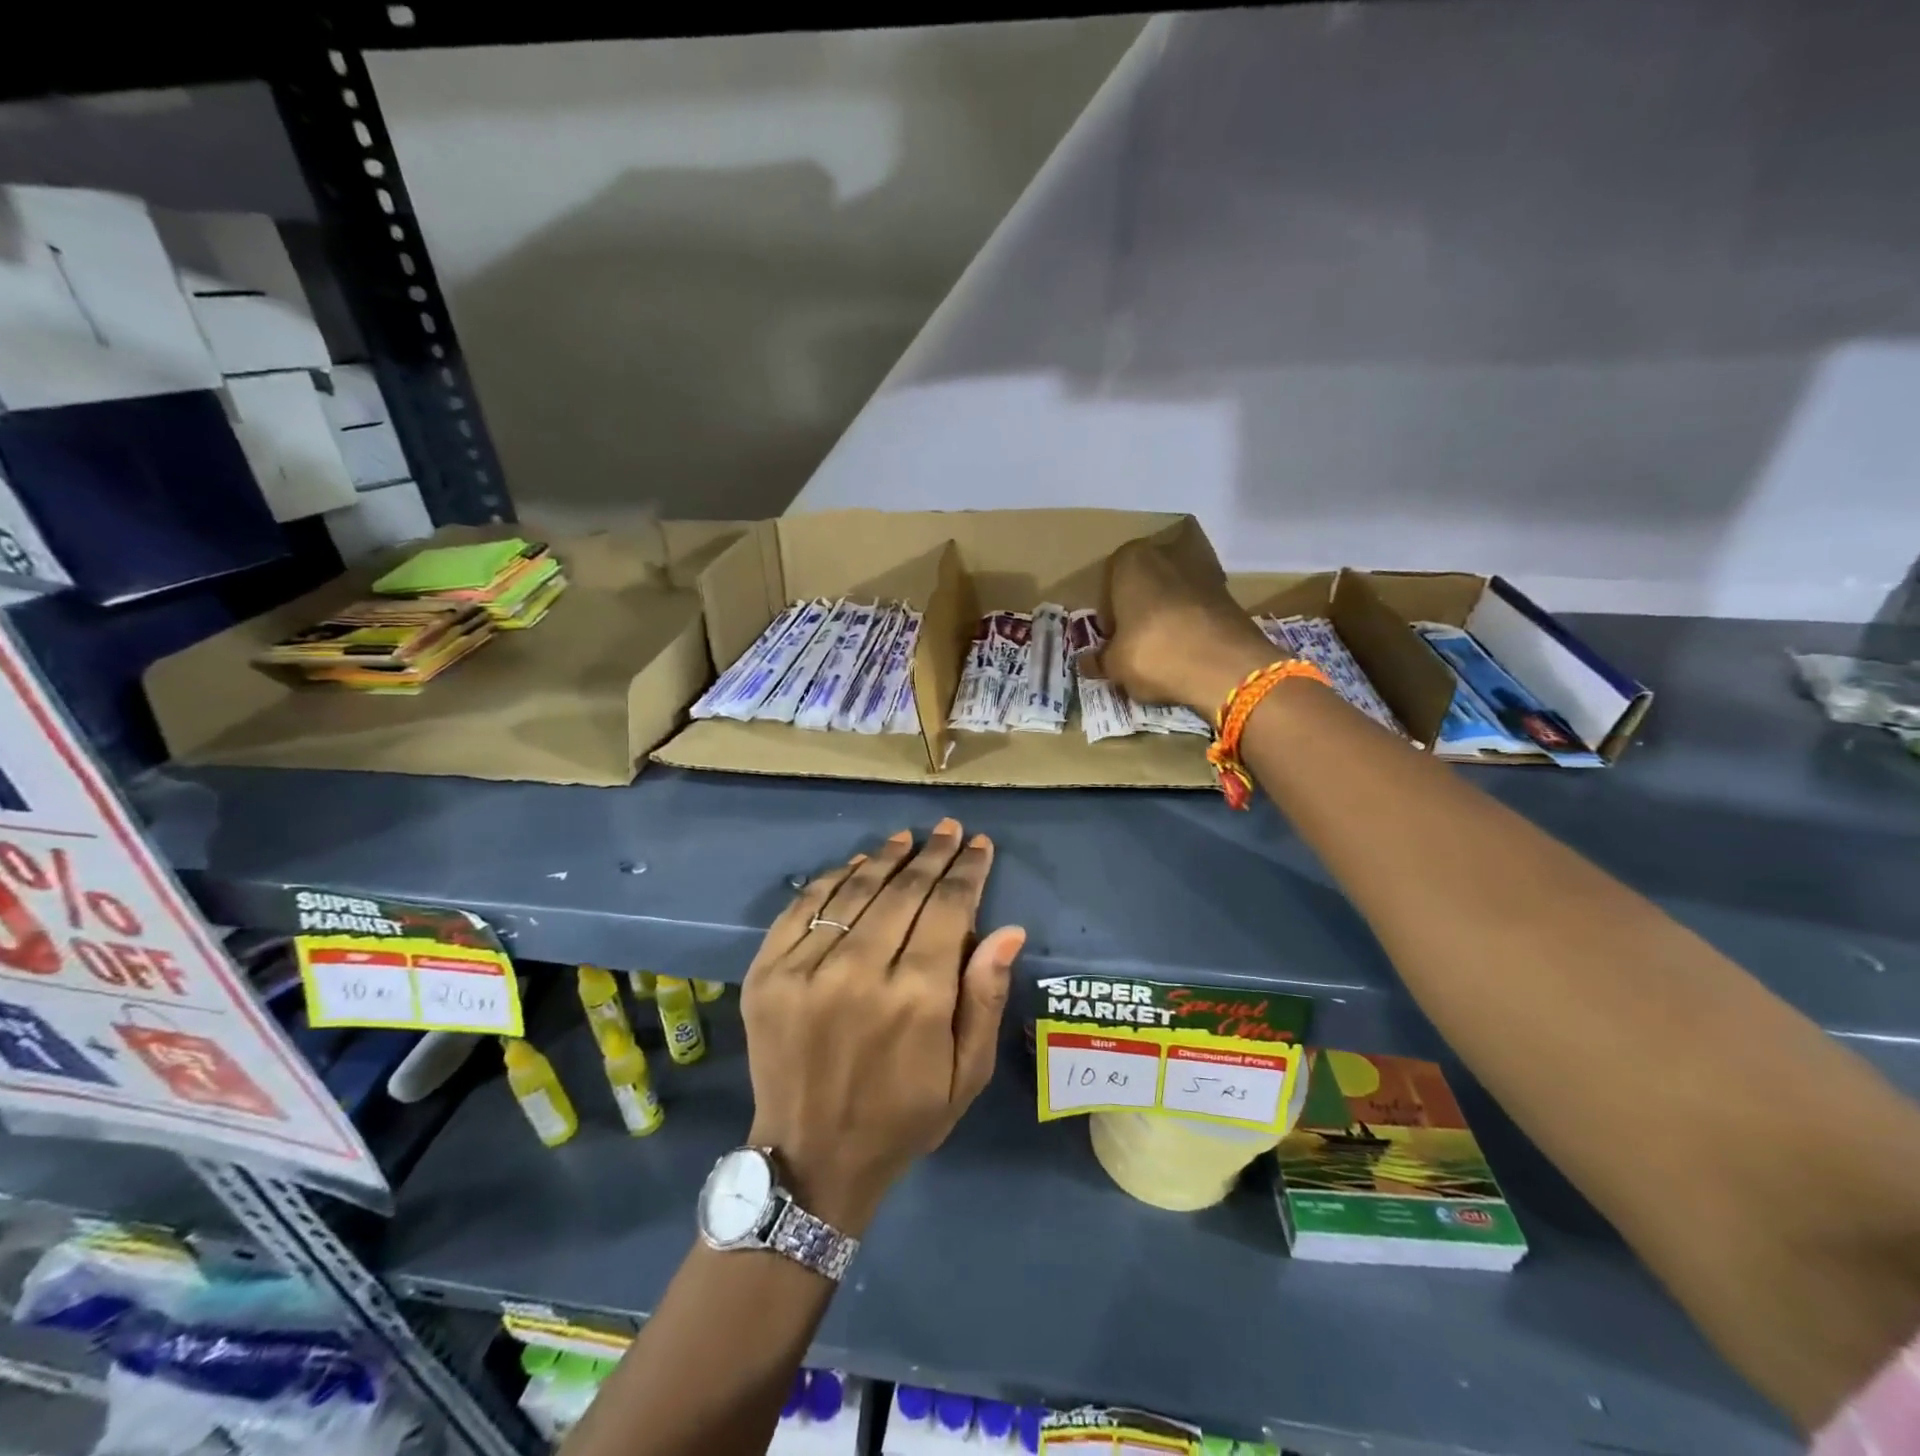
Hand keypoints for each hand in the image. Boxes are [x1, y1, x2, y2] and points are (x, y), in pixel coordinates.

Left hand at [740, 819, 1025, 1235]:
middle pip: (903, 891)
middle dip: (932, 854)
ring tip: (907, 837)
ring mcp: (805, 970)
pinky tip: (856, 863)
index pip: (947, 909)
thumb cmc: (903, 1118)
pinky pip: (803, 906)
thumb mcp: (966, 1075)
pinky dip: (833, 878)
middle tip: (949, 828)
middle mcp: (860, 972)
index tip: (980, 845)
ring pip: (854, 890)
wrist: (810, 1158)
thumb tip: (1007, 930)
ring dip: (885, 858)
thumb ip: (985, 999)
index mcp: (916, 999)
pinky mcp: (766, 973)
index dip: (966, 871)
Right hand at [1101, 536, 1279, 714]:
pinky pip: (1197, 609)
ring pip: (1172, 595)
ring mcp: (1202, 569)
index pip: (1108, 589)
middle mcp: (1165, 553)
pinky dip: (1191, 625)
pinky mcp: (1229, 592)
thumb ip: (1099, 660)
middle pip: (1143, 586)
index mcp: (1129, 560)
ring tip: (1164, 651)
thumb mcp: (1115, 665)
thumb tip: (1087, 663)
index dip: (1109, 620)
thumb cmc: (1154, 653)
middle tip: (1135, 645)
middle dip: (1139, 611)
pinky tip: (1188, 652)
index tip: (1112, 644)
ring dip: (1166, 617)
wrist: (1225, 666)